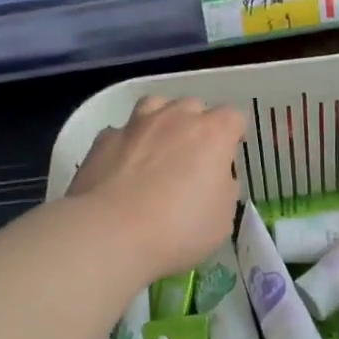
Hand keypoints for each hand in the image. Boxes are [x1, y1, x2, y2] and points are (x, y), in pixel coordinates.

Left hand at [67, 96, 244, 284]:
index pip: (233, 117)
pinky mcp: (104, 139)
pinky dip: (128, 143)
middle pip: (193, 106)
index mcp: (212, 134)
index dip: (234, 134)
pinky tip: (124, 166)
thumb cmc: (178, 229)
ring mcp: (136, 125)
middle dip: (197, 125)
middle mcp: (175, 118)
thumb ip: (224, 189)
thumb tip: (215, 178)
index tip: (229, 155)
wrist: (110, 233)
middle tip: (194, 157)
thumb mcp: (222, 219)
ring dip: (162, 121)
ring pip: (155, 105)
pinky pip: (122, 131)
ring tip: (159, 148)